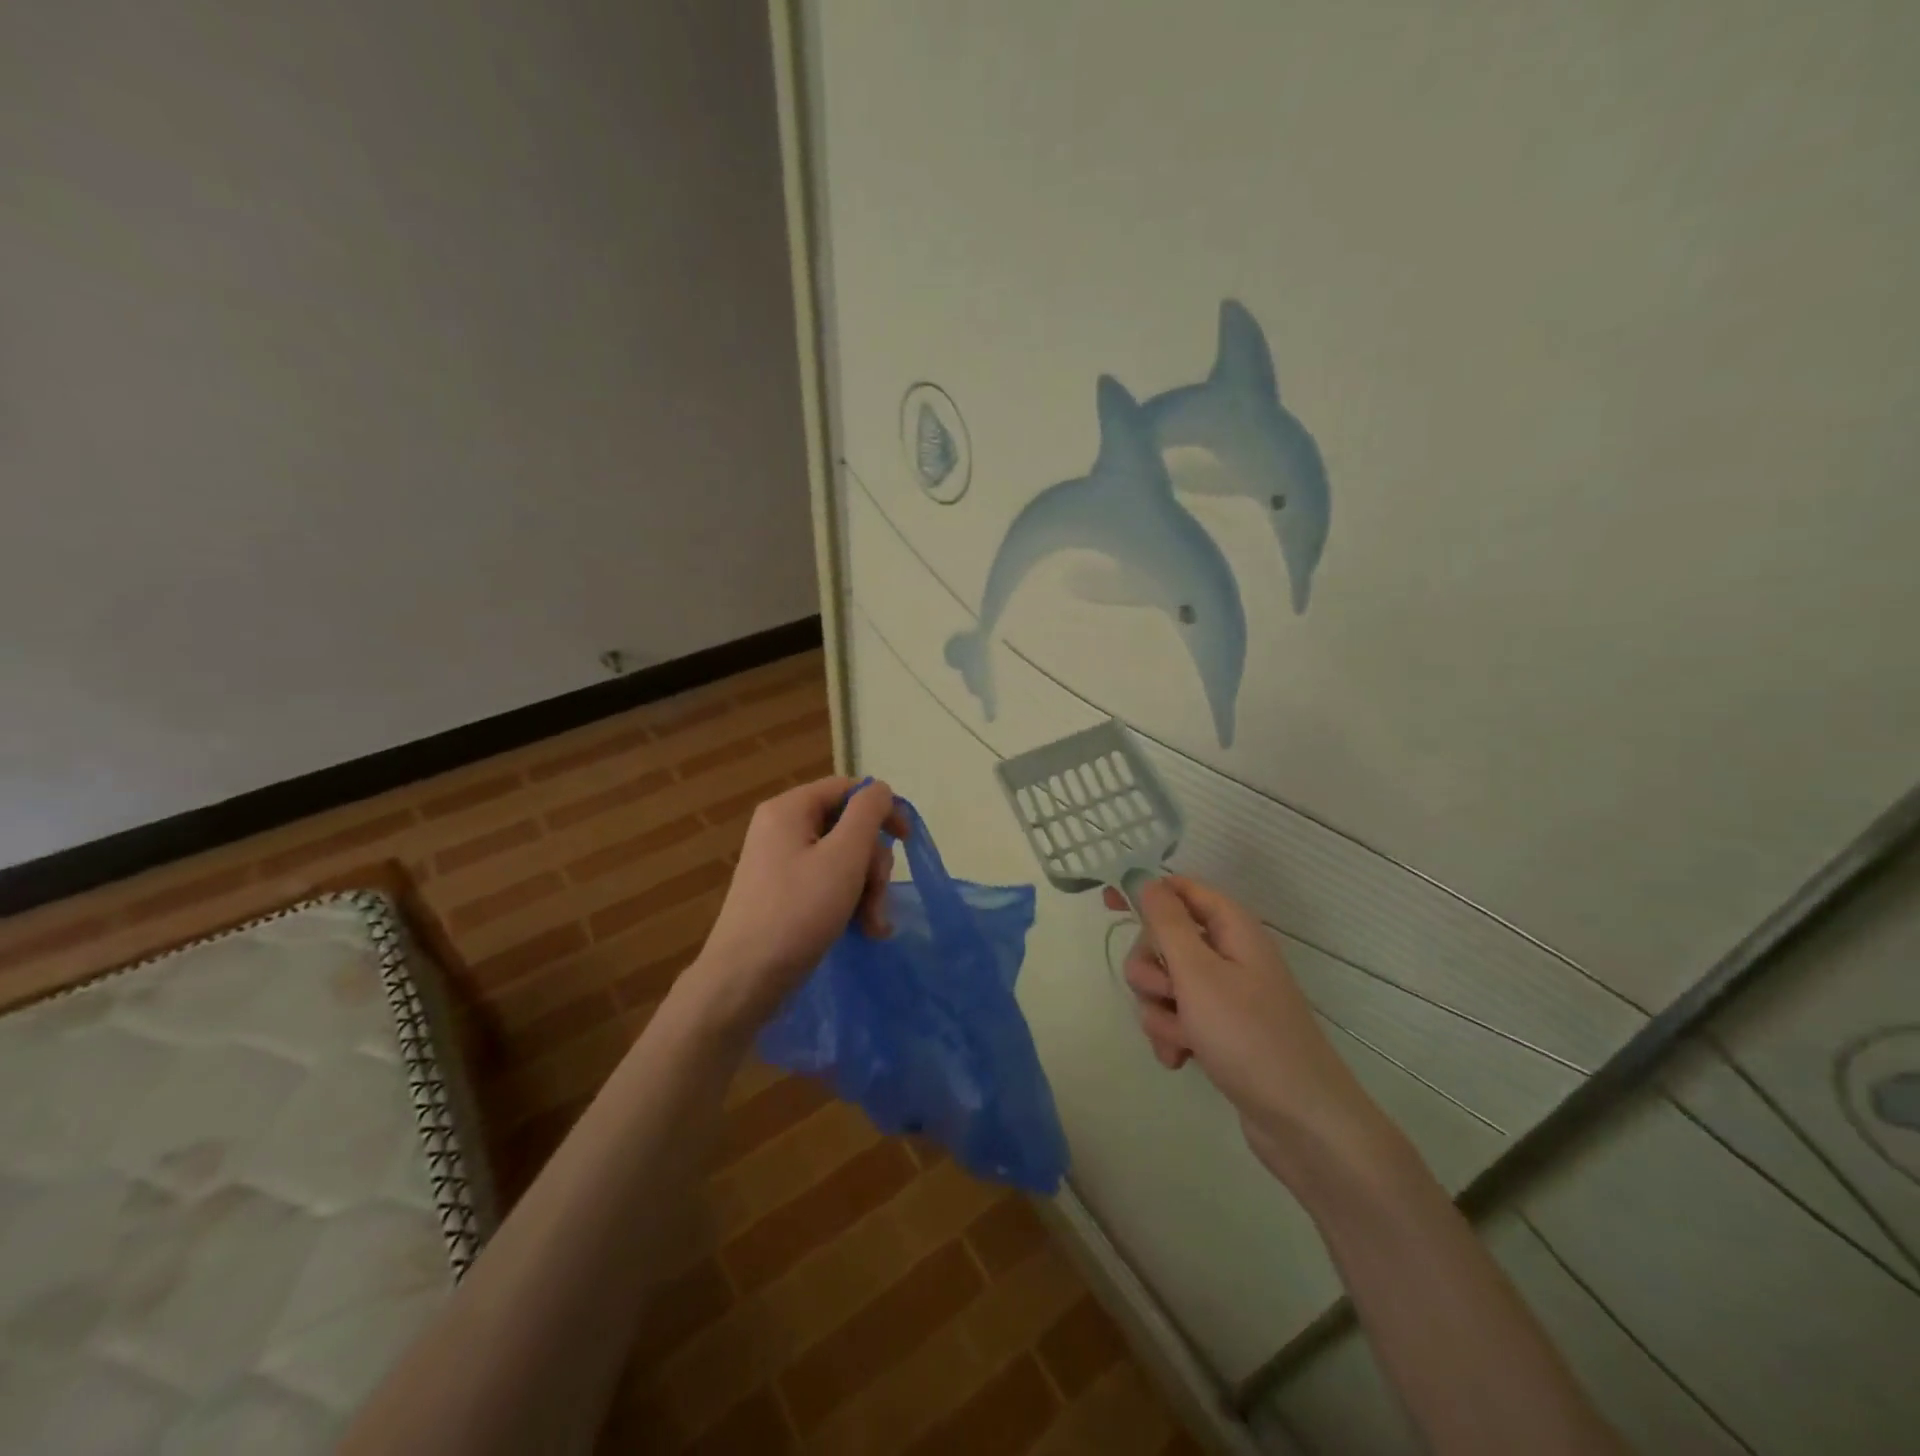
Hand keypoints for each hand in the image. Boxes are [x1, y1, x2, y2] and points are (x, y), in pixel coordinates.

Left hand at [681, 777, 906, 1035]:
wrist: (744, 981)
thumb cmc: (797, 912)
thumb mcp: (843, 856)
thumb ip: (867, 813)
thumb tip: (880, 789)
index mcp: (790, 809)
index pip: (848, 789)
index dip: (882, 809)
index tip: (906, 841)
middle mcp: (783, 829)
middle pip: (849, 828)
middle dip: (873, 865)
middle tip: (878, 899)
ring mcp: (783, 863)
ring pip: (844, 859)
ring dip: (867, 890)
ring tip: (873, 926)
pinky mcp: (786, 893)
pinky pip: (828, 883)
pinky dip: (849, 902)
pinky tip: (865, 931)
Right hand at [1103, 876, 1393, 1180]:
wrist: (1301, 1122)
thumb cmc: (1248, 1036)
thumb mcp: (1198, 972)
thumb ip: (1167, 923)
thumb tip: (1148, 881)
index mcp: (1231, 928)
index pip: (1180, 889)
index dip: (1145, 893)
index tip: (1107, 904)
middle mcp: (1228, 954)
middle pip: (1163, 940)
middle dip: (1151, 969)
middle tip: (1168, 994)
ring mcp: (1224, 995)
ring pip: (1164, 983)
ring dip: (1160, 1010)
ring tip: (1183, 1038)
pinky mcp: (1219, 1030)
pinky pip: (1176, 1018)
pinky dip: (1171, 1035)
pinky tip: (1179, 1059)